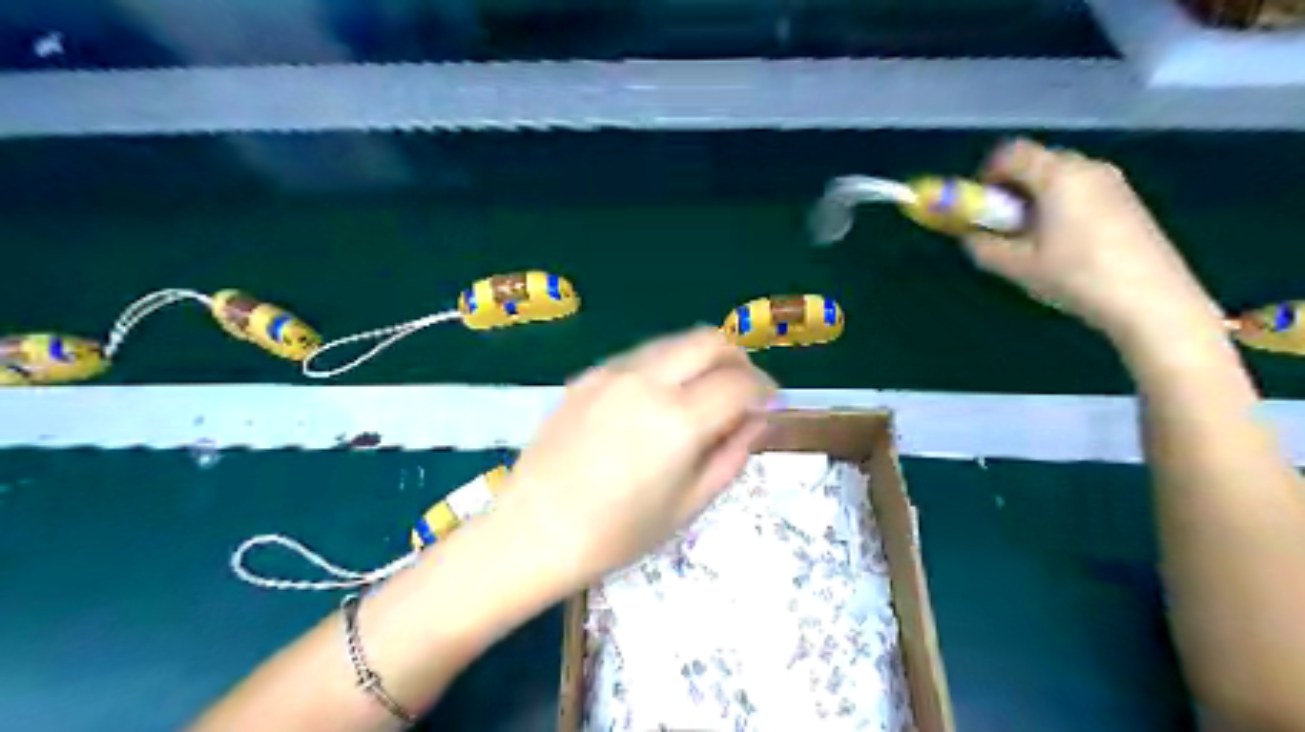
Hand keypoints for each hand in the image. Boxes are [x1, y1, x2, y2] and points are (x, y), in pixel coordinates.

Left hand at [491, 328, 773, 591]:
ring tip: (701, 393)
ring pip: (674, 341)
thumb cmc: (617, 533)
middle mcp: (648, 382)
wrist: (535, 531)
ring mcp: (613, 373)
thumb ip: (732, 455)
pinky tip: (655, 400)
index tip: (769, 402)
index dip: (765, 389)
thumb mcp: (689, 505)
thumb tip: (758, 420)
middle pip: (710, 340)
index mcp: (679, 420)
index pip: (740, 382)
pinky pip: (639, 357)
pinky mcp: (588, 375)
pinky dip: (663, 367)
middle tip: (741, 389)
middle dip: (737, 359)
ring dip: (699, 358)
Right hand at [957, 138, 1225, 354]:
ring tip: (1032, 240)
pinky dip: (1061, 206)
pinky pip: (1081, 190)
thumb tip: (970, 236)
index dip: (987, 175)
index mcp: (1056, 176)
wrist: (1150, 299)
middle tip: (1002, 226)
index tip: (979, 206)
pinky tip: (1063, 244)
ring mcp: (1112, 182)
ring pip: (1060, 177)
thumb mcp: (1016, 266)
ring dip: (1036, 199)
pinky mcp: (1127, 200)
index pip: (1011, 153)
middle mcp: (1086, 167)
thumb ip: (983, 246)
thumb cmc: (1074, 276)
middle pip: (1036, 162)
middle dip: (1011, 188)